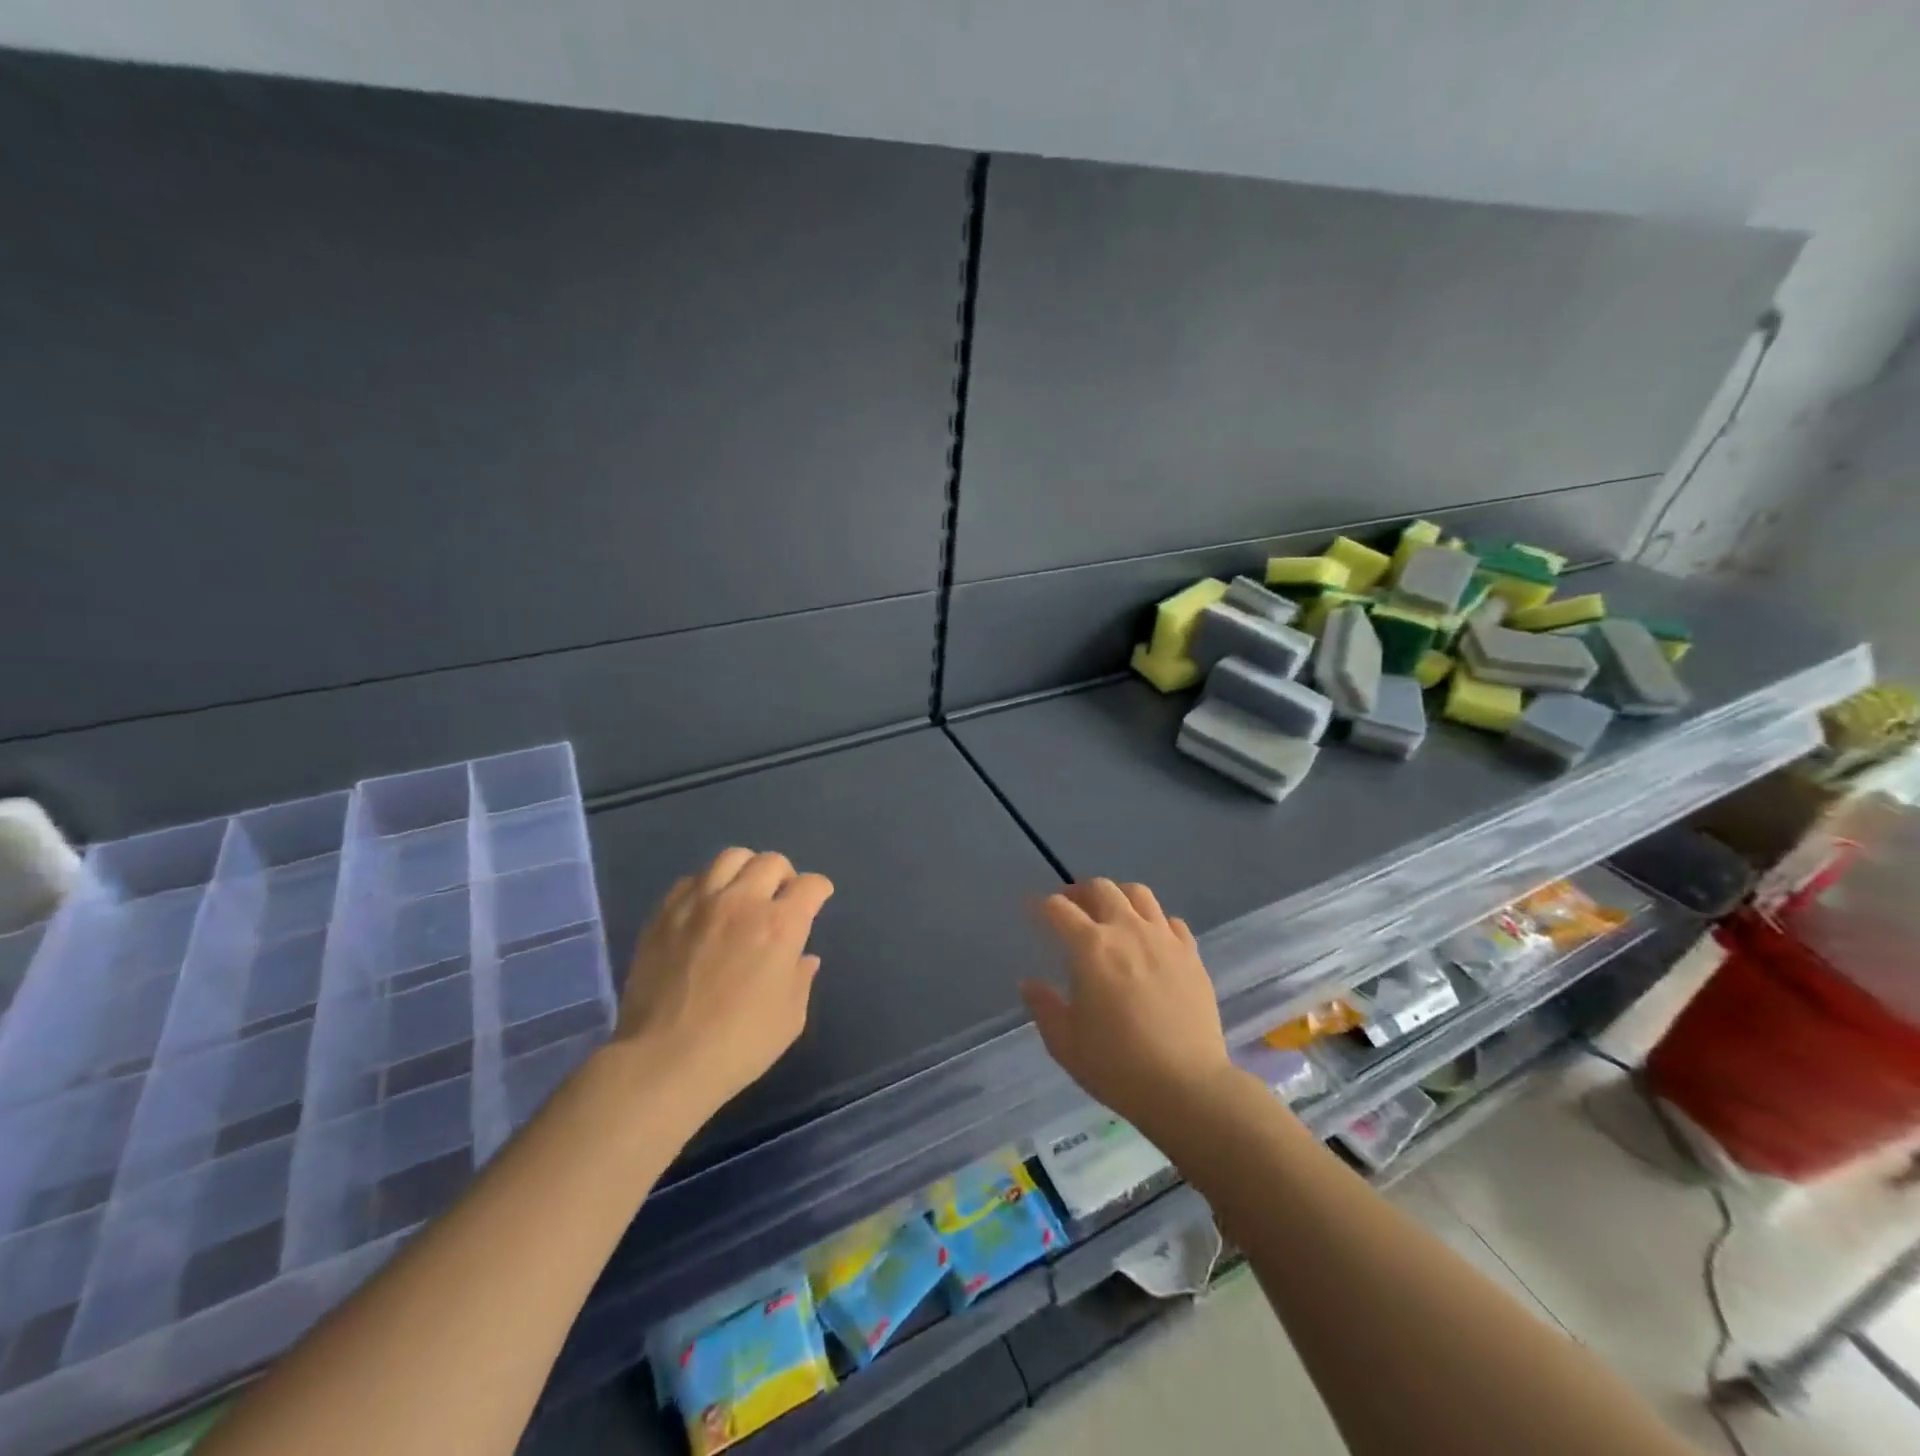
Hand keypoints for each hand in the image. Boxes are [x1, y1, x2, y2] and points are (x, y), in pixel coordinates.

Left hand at [612, 848, 833, 1122]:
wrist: (663, 1061)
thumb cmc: (738, 1044)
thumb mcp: (790, 1018)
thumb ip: (801, 978)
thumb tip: (804, 957)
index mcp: (780, 925)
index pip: (810, 885)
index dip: (819, 890)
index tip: (817, 900)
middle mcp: (742, 902)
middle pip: (771, 861)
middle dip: (785, 875)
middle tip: (780, 898)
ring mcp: (699, 903)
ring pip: (730, 858)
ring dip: (746, 870)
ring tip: (743, 894)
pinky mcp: (665, 914)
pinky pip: (691, 880)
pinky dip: (706, 887)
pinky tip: (706, 910)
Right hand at [1022, 879, 1231, 1133]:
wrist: (1187, 1087)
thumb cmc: (1117, 1066)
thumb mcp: (1065, 1044)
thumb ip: (1044, 1007)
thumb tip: (1030, 983)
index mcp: (1090, 947)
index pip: (1058, 909)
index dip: (1040, 906)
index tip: (1032, 910)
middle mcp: (1127, 930)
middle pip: (1101, 888)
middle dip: (1079, 892)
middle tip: (1071, 908)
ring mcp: (1163, 939)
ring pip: (1139, 894)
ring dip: (1119, 897)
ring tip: (1111, 914)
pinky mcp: (1191, 954)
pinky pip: (1171, 921)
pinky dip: (1155, 922)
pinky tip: (1150, 940)